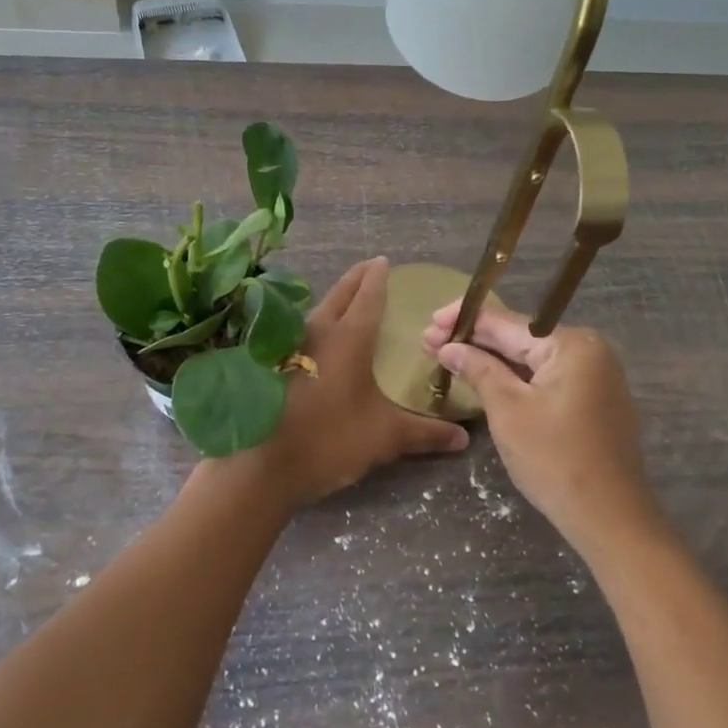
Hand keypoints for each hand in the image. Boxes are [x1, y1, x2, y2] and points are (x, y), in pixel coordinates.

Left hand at [246, 258, 468, 509]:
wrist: (264, 465)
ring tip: (348, 300)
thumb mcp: (384, 437)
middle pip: (339, 295)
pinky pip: (301, 331)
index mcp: (348, 338)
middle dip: (355, 278)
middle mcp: (318, 332)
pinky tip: (320, 340)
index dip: (378, 277)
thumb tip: (463, 437)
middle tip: (369, 267)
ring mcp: (291, 346)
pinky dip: (317, 324)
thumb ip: (425, 433)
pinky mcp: (273, 364)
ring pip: (317, 311)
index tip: (384, 261)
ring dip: (334, 300)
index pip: (368, 296)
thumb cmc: (330, 440)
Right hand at [423, 297, 659, 557]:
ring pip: (530, 358)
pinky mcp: (591, 399)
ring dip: (489, 358)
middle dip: (473, 340)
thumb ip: (478, 369)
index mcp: (571, 344)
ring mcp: (593, 375)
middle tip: (428, 341)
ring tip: (447, 355)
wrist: (611, 519)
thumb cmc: (555, 460)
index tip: (429, 323)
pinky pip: (544, 377)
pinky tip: (483, 376)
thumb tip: (448, 347)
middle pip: (519, 337)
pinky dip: (513, 377)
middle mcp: (588, 350)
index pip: (507, 322)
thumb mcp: (508, 410)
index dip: (464, 320)